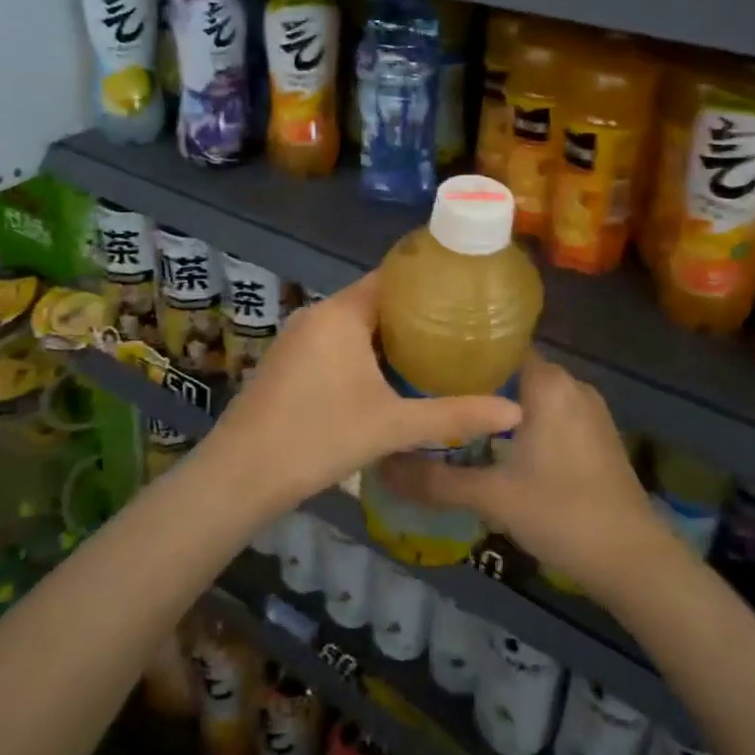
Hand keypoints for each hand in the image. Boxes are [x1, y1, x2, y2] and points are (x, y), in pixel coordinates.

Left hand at [200, 270, 521, 518]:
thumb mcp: (392, 426)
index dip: (427, 282)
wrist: (240, 476)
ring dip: (388, 336)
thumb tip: (515, 411)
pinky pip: (334, 343)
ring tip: (433, 351)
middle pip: (374, 301)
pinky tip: (387, 377)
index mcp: (341, 313)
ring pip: (353, 325)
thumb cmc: (318, 437)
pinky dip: (362, 351)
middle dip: (414, 314)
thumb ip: (454, 415)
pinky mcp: (287, 362)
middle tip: (459, 327)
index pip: (391, 278)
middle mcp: (317, 315)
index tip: (463, 292)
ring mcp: (297, 339)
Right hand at [376, 354, 684, 605]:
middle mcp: (570, 383)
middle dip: (473, 380)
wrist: (634, 560)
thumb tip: (381, 466)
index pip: (496, 345)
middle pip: (512, 368)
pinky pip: (550, 411)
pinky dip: (523, 419)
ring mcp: (588, 409)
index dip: (460, 353)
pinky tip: (498, 444)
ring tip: (455, 416)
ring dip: (499, 402)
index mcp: (547, 382)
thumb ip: (435, 480)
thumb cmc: (562, 513)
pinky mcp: (596, 434)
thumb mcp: (491, 498)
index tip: (424, 363)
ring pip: (532, 392)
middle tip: (429, 394)